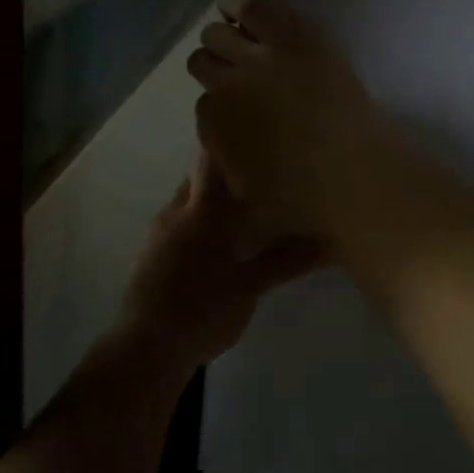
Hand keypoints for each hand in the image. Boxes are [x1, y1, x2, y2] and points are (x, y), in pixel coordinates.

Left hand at [118, 154, 323, 372]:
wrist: (144, 347)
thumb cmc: (200, 311)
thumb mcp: (248, 288)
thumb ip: (284, 261)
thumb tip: (328, 243)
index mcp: (201, 211)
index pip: (210, 158)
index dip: (227, 138)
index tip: (251, 125)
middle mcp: (176, 210)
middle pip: (200, 176)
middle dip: (225, 169)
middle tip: (260, 167)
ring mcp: (159, 231)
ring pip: (188, 199)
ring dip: (212, 197)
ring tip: (244, 201)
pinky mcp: (151, 252)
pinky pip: (178, 221)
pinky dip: (199, 219)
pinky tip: (217, 239)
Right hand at [188, 0, 402, 243]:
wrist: (356, 178)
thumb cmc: (304, 200)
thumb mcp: (249, 192)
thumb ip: (229, 164)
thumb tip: (225, 146)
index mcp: (214, 126)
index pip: (202, 105)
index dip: (218, 105)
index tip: (233, 108)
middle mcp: (226, 87)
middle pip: (202, 61)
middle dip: (213, 65)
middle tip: (231, 68)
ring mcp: (259, 60)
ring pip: (218, 32)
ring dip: (221, 34)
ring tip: (230, 29)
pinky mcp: (293, 39)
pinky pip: (256, 8)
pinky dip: (241, 4)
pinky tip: (235, 3)